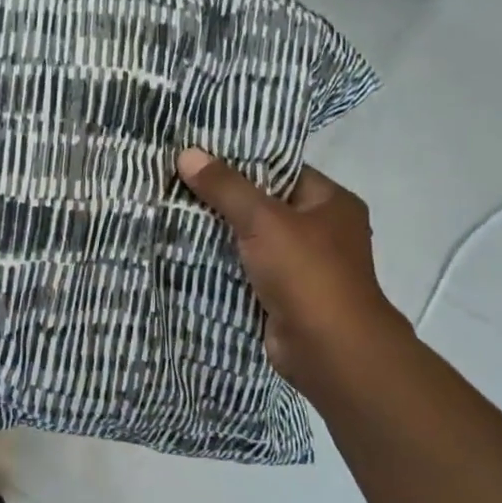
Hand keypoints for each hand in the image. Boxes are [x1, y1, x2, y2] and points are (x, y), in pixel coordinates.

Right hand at [177, 148, 407, 385]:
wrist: (328, 349)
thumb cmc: (306, 272)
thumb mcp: (263, 220)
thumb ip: (225, 187)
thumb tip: (187, 153)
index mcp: (331, 203)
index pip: (282, 169)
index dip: (242, 161)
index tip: (199, 154)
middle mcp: (321, 230)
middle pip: (263, 204)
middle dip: (222, 198)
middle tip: (176, 182)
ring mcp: (302, 265)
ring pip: (251, 239)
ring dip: (218, 233)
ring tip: (171, 212)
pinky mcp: (282, 294)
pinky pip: (246, 269)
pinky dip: (221, 264)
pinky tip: (184, 251)